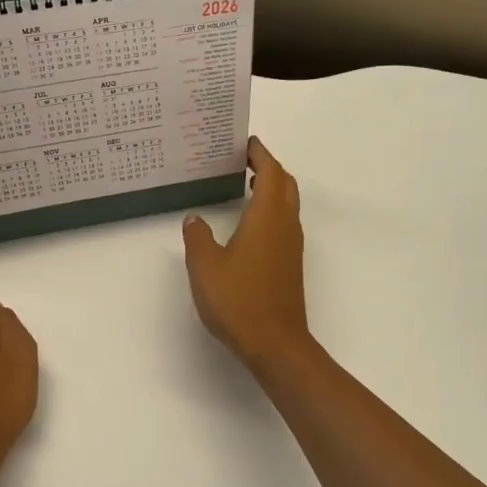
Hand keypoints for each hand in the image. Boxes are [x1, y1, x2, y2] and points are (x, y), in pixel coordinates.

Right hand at [182, 137, 311, 372]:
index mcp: (268, 217)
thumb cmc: (239, 299)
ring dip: (271, 189)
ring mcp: (292, 247)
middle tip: (244, 160)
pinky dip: (270, 210)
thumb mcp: (205, 266)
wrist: (275, 343)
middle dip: (269, 168)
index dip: (260, 154)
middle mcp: (286, 226)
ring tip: (245, 184)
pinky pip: (284, 224)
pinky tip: (249, 224)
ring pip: (287, 205)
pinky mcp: (290, 265)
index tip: (246, 142)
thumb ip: (198, 237)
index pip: (271, 172)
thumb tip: (195, 218)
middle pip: (285, 185)